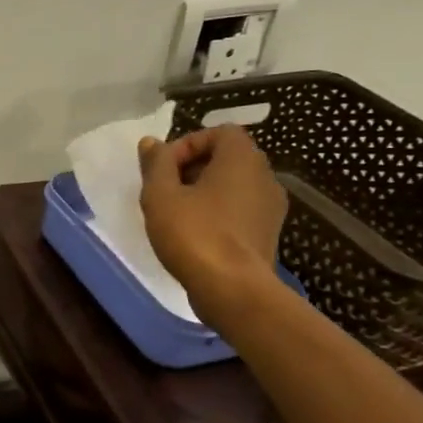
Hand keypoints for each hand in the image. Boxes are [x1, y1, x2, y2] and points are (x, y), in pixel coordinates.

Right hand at [138, 124, 287, 310]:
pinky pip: (239, 209)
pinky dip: (217, 212)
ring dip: (202, 191)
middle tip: (164, 190)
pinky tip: (193, 234)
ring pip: (232, 185)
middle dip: (191, 168)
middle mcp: (265, 176)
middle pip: (226, 157)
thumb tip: (151, 142)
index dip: (187, 144)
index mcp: (242, 159)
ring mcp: (271, 207)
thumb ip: (156, 164)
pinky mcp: (267, 233)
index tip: (163, 169)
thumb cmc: (194, 234)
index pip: (219, 132)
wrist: (233, 290)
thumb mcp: (161, 195)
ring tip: (175, 213)